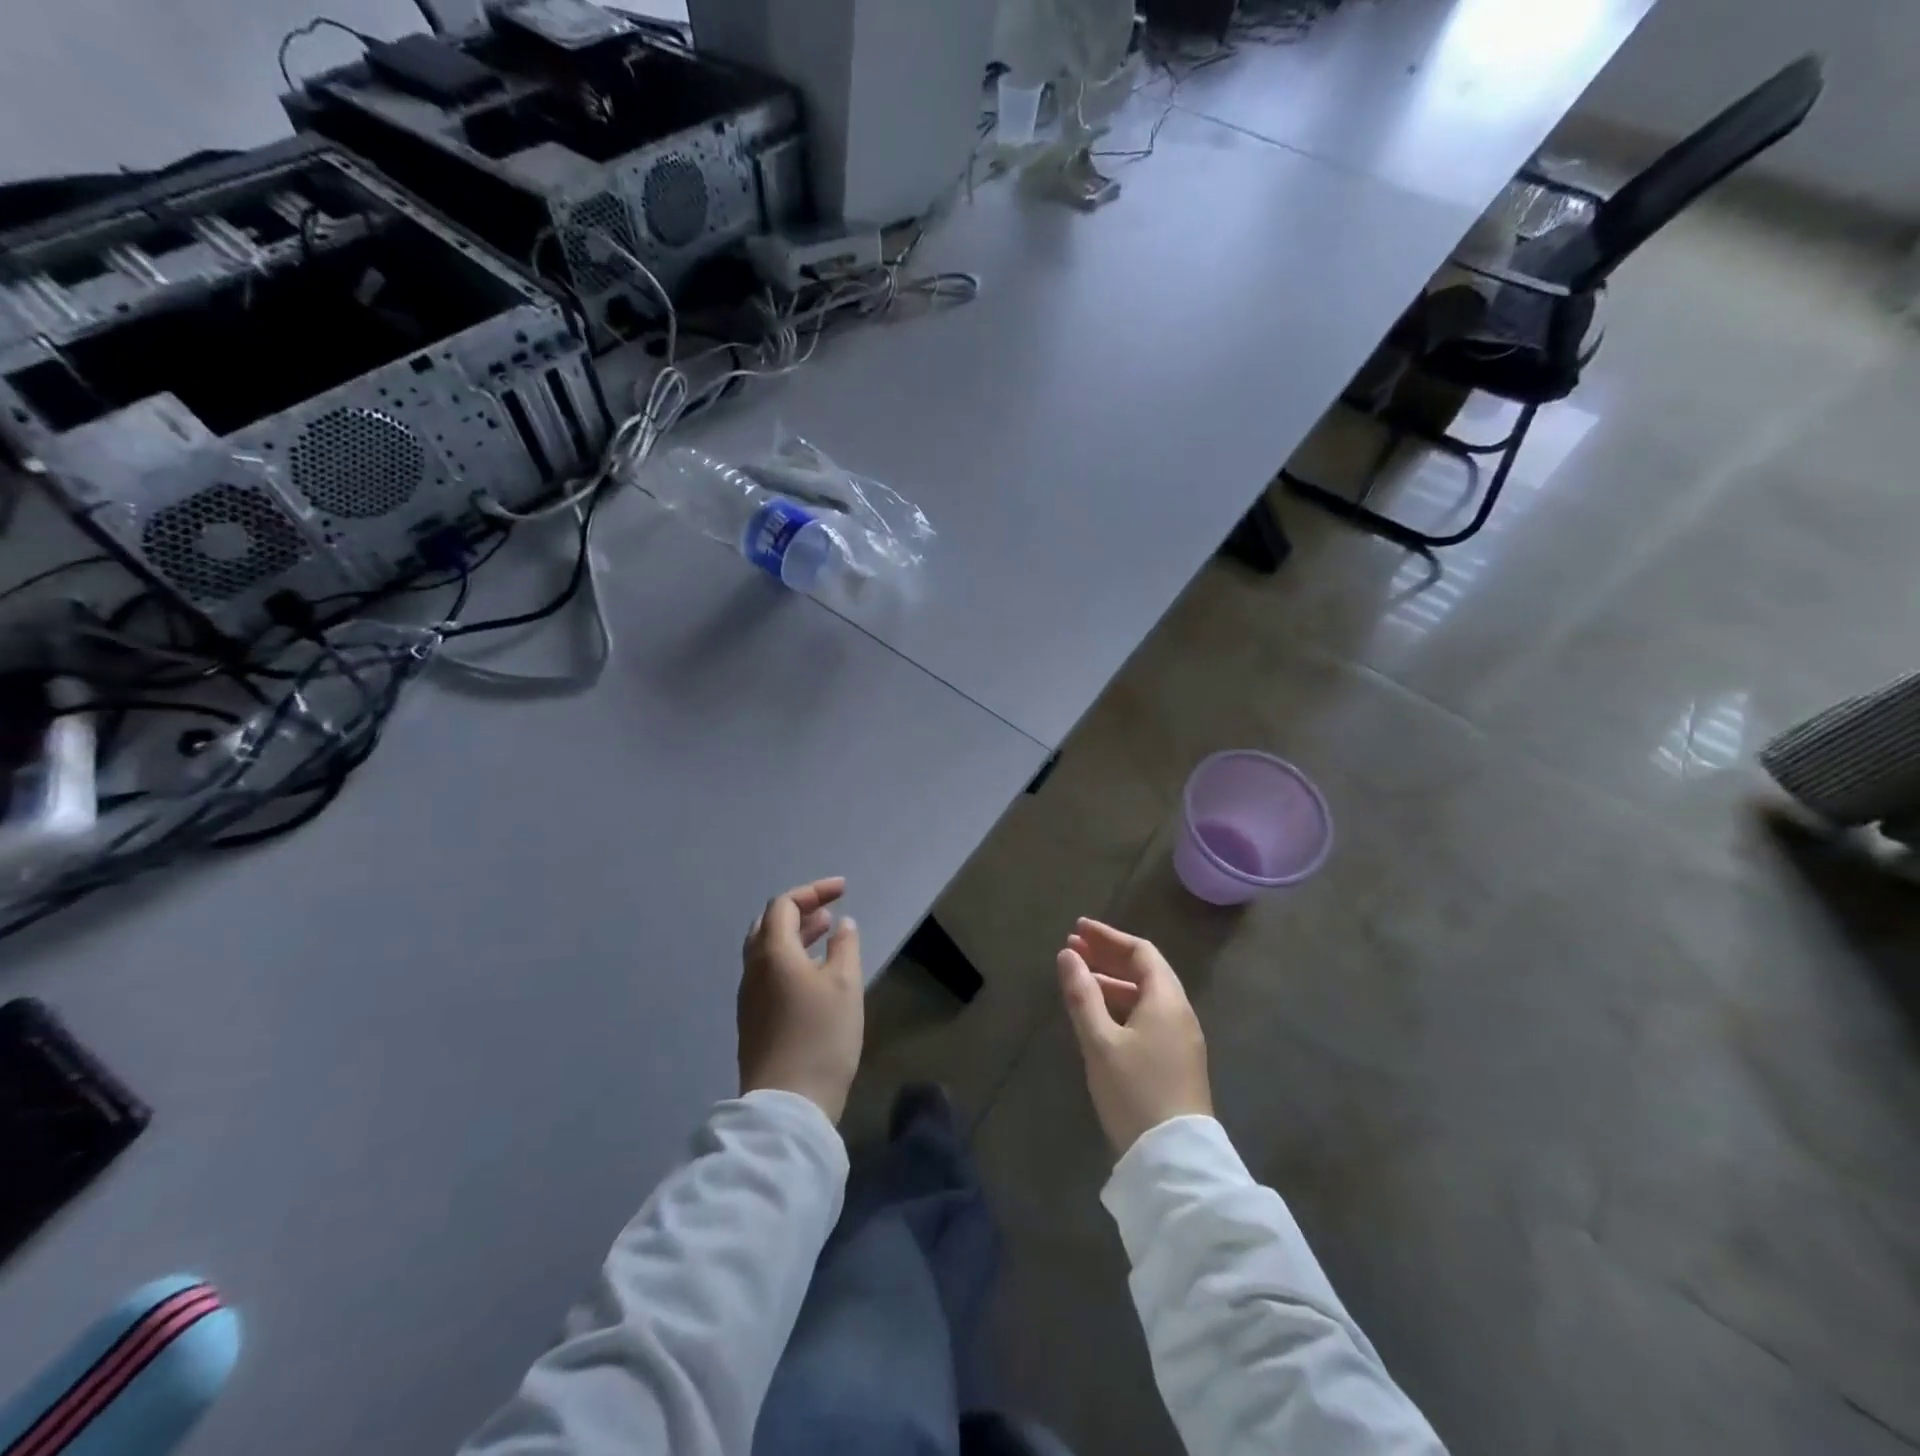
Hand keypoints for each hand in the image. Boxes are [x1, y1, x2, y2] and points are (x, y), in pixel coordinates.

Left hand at [738, 877, 863, 1122]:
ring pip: (767, 951)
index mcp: (772, 953)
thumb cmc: (821, 1035)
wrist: (788, 1105)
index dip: (813, 892)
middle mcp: (753, 970)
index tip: (843, 890)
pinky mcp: (753, 1022)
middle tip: (830, 911)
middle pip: (768, 925)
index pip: (784, 905)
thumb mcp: (845, 984)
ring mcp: (749, 998)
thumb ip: (844, 947)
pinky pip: (768, 974)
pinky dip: (790, 960)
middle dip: (800, 911)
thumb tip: (842, 925)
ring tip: (827, 935)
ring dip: (796, 936)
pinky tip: (814, 975)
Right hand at [1057, 918, 1212, 1158]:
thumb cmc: (1135, 1092)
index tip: (1078, 929)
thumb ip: (1082, 995)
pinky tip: (1100, 1016)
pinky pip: (1148, 1016)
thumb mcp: (1100, 1042)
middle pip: (1145, 971)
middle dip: (1108, 956)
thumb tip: (1067, 955)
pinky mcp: (1177, 1061)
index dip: (1108, 937)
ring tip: (1079, 979)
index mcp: (1166, 1000)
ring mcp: (1181, 1038)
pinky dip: (1122, 1005)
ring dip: (1113, 982)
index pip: (1140, 952)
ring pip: (1146, 996)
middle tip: (1073, 948)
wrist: (1174, 1160)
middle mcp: (1179, 1012)